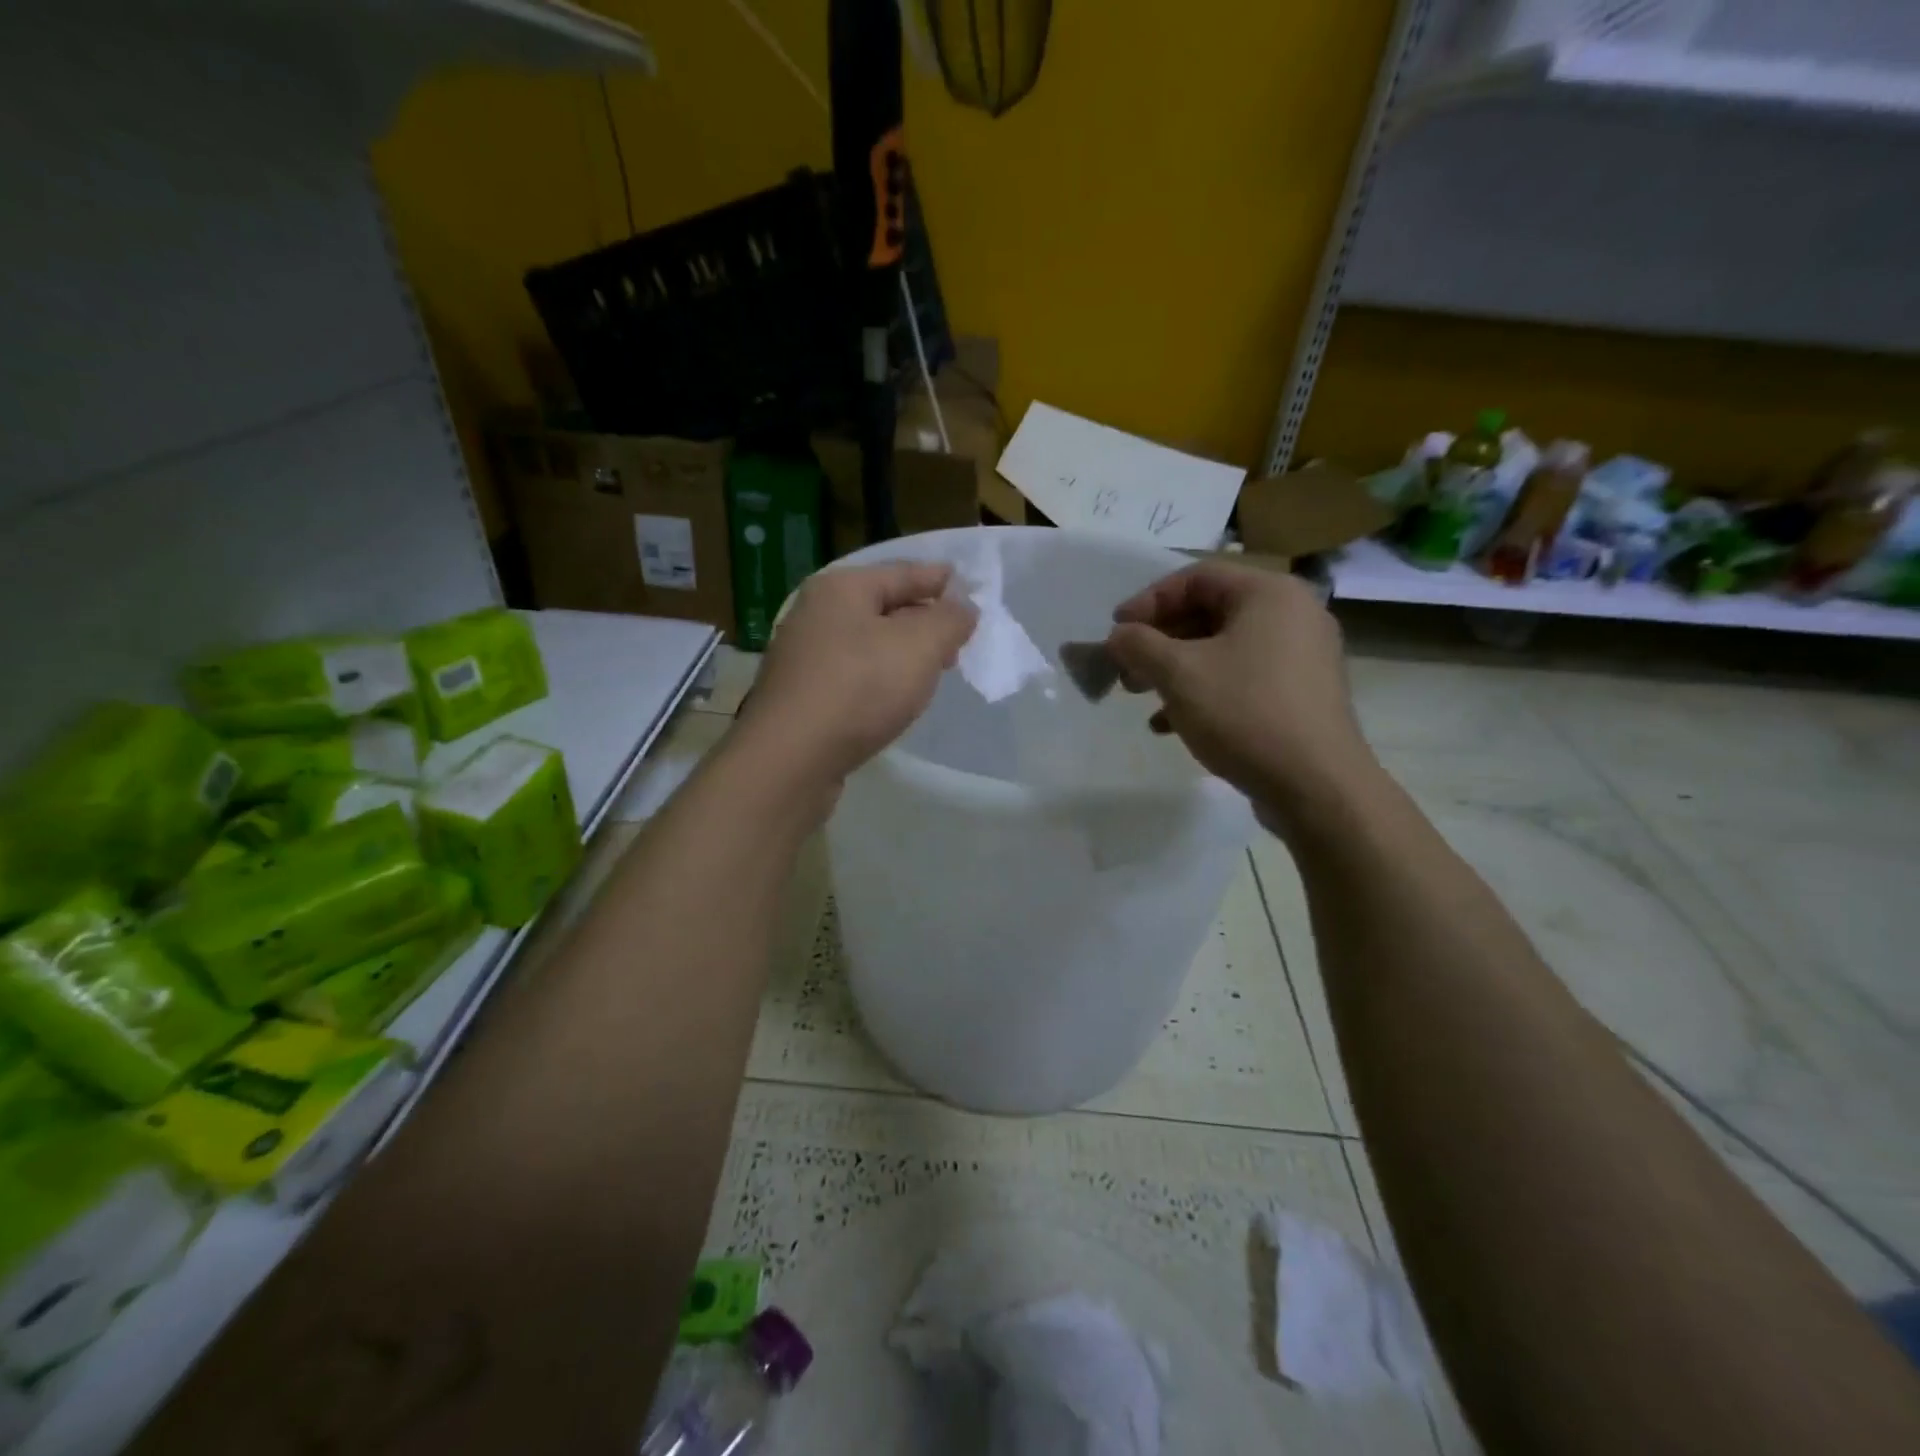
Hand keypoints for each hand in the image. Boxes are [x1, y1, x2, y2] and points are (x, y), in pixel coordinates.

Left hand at [738, 561, 976, 790]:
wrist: (791, 758)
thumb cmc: (859, 688)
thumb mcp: (920, 646)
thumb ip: (949, 620)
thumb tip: (962, 608)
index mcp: (841, 588)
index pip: (902, 573)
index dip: (939, 580)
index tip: (970, 590)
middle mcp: (816, 614)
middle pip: (882, 607)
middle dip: (923, 620)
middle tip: (958, 639)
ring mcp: (803, 657)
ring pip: (867, 644)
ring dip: (902, 653)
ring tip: (934, 670)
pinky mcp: (801, 696)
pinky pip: (853, 675)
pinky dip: (880, 679)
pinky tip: (896, 698)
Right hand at [1103, 561, 1376, 827]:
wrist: (1316, 786)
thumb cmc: (1245, 713)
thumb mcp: (1179, 674)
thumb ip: (1139, 645)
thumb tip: (1118, 636)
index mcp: (1270, 594)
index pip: (1196, 577)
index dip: (1148, 600)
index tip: (1116, 631)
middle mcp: (1292, 615)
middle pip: (1209, 612)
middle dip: (1159, 640)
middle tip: (1125, 667)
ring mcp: (1301, 657)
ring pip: (1222, 649)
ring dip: (1174, 669)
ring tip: (1140, 696)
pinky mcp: (1299, 695)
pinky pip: (1241, 678)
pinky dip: (1203, 692)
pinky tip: (1170, 724)